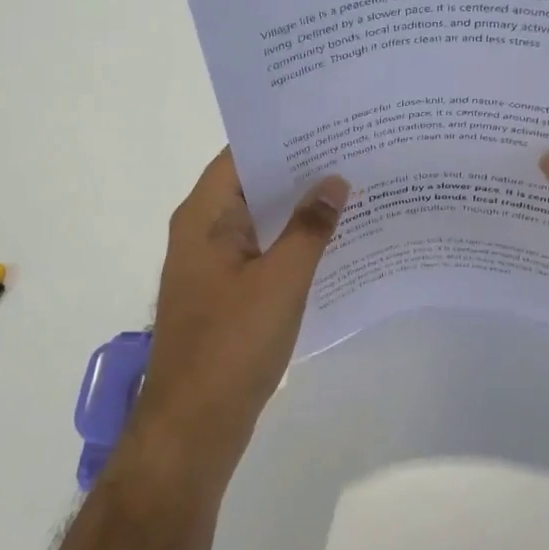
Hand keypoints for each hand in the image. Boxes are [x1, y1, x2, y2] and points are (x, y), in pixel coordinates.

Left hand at [133, 150, 348, 475]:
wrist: (194, 426)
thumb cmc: (233, 345)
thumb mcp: (281, 281)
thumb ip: (310, 228)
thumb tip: (335, 182)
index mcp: (204, 216)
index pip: (242, 154)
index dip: (284, 136)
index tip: (330, 123)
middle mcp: (201, 231)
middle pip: (253, 185)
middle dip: (300, 171)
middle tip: (354, 153)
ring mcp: (212, 265)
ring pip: (260, 222)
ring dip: (298, 210)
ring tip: (353, 191)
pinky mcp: (225, 294)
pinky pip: (261, 253)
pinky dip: (291, 244)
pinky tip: (333, 243)